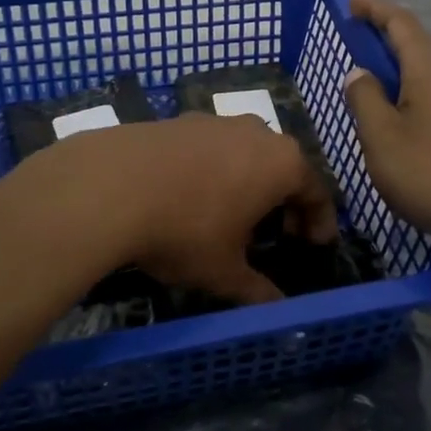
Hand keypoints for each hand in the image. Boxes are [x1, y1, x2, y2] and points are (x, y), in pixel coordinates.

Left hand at [39, 113, 338, 304]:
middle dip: (285, 201)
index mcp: (282, 163)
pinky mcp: (182, 120)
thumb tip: (277, 310)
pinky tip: (194, 196)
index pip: (316, 191)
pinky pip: (214, 147)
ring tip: (234, 216)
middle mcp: (257, 132)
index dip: (319, 221)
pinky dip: (218, 170)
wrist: (110, 185)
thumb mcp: (224, 272)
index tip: (315, 244)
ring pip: (248, 153)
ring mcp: (217, 121)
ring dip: (250, 182)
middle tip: (278, 234)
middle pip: (284, 167)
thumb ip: (257, 291)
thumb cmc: (185, 230)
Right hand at [342, 0, 430, 251]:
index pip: (401, 23)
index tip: (351, 2)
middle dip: (388, 33)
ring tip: (376, 76)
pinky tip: (405, 113)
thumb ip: (365, 100)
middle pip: (420, 42)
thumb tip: (360, 72)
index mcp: (429, 70)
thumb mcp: (382, 138)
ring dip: (402, 63)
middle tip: (358, 37)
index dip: (375, 9)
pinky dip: (415, 88)